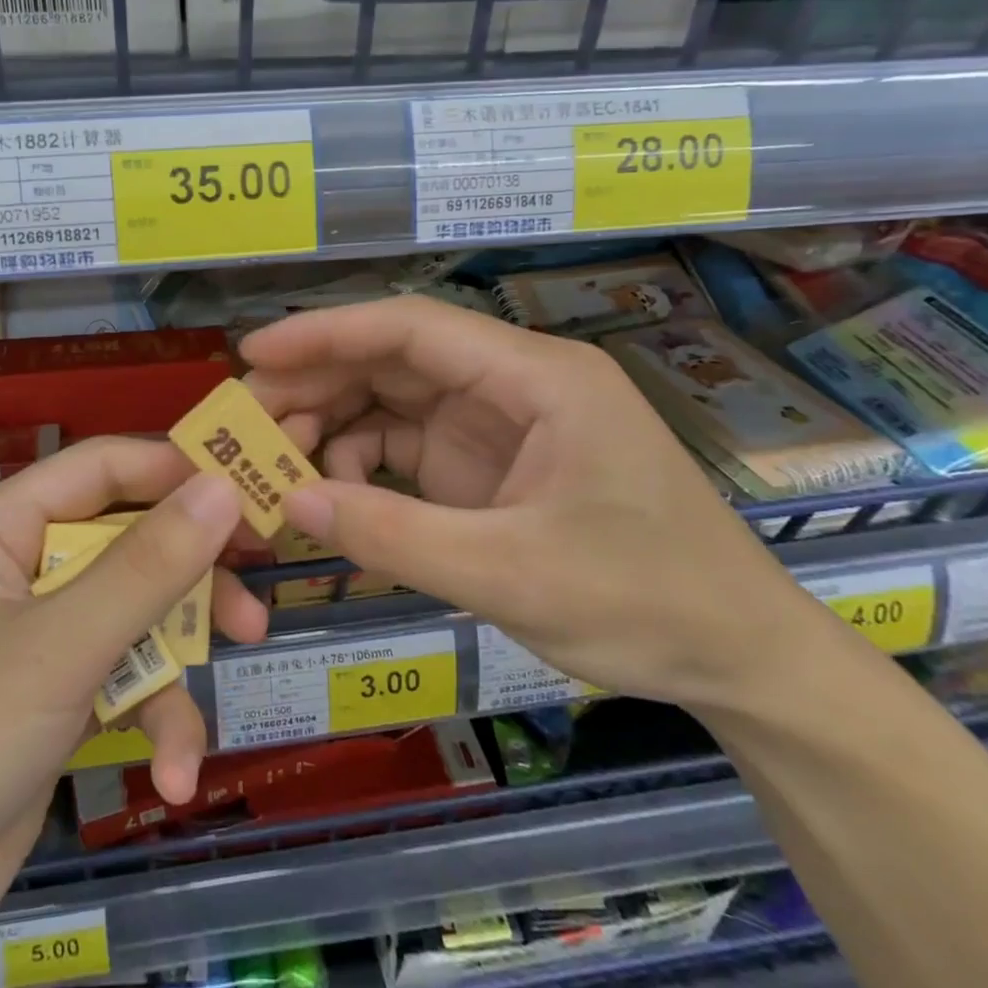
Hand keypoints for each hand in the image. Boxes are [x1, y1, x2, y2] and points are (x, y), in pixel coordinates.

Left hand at [0, 438, 265, 987]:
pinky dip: (147, 721)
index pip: (102, 468)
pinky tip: (171, 777)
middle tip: (254, 599)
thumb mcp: (60, 646)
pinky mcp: (45, 698)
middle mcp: (15, 568)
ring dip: (174, 666)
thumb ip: (148, 565)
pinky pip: (114, 682)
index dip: (177, 472)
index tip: (250, 494)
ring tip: (211, 712)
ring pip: (130, 618)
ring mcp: (31, 636)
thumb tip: (223, 486)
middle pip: (126, 544)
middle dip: (190, 580)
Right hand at [242, 297, 819, 711]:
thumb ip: (394, 537)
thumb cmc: (646, 602)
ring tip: (275, 465)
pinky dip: (363, 470)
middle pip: (394, 362)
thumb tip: (291, 503)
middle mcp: (512, 385)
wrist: (741, 658)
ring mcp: (499, 426)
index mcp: (535, 377)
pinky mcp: (488, 467)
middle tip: (246, 422)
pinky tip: (330, 499)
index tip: (255, 354)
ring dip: (333, 429)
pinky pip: (408, 451)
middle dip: (317, 385)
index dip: (326, 333)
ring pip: (393, 404)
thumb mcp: (510, 574)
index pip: (411, 329)